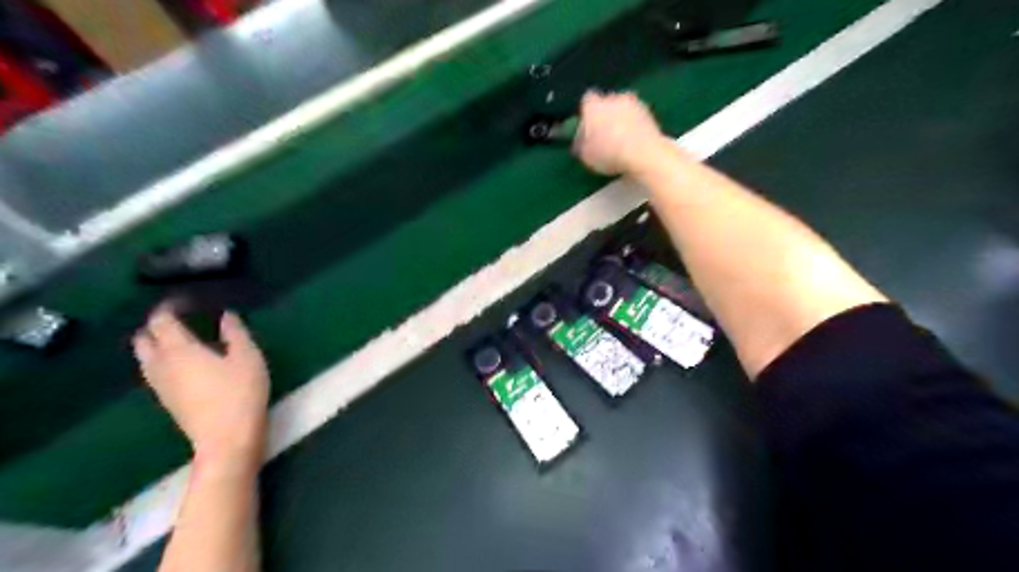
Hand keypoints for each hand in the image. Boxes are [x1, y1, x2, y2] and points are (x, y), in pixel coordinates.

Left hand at [133, 306, 269, 462]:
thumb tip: (226, 315)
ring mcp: (160, 385)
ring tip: (184, 340)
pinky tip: (187, 364)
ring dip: (157, 344)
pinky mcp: (167, 401)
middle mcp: (161, 365)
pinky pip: (155, 372)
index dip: (169, 307)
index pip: (161, 321)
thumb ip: (236, 333)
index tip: (186, 301)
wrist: (226, 439)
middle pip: (143, 339)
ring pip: (146, 358)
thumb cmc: (240, 393)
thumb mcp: (248, 357)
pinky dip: (164, 361)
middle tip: (181, 320)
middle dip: (156, 326)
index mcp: (179, 349)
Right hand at [572, 89, 674, 173]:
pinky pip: (638, 117)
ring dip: (622, 119)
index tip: (587, 126)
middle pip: (607, 102)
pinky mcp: (650, 113)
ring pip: (624, 108)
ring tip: (621, 139)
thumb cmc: (608, 154)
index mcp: (594, 106)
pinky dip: (635, 125)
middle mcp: (614, 98)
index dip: (587, 112)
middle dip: (606, 114)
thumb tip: (581, 140)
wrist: (643, 154)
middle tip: (604, 133)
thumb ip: (581, 143)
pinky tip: (634, 141)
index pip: (587, 100)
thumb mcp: (585, 155)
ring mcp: (635, 104)